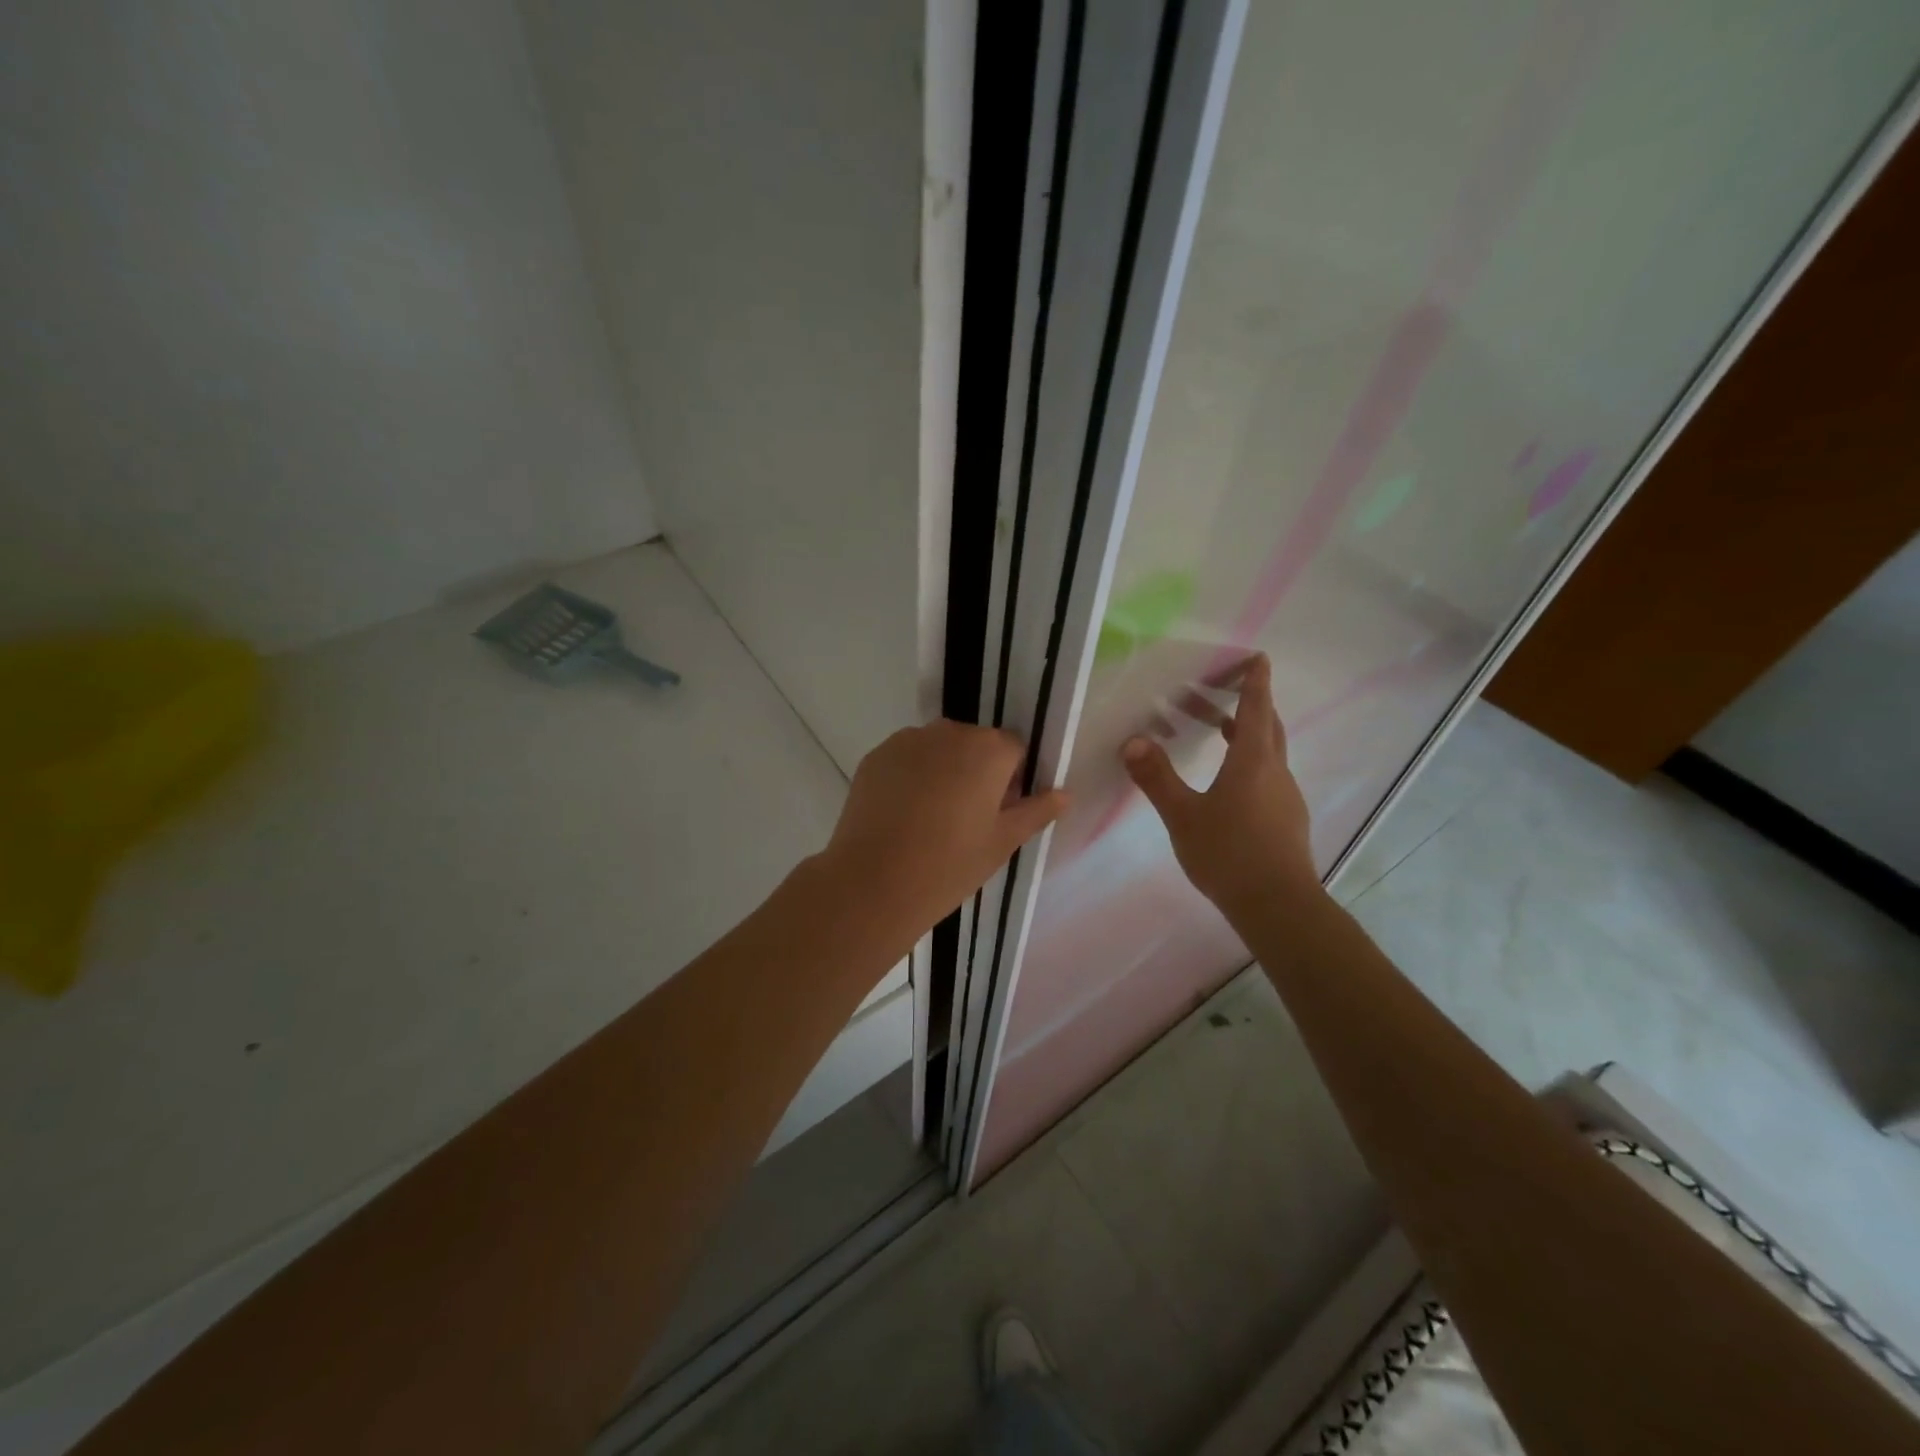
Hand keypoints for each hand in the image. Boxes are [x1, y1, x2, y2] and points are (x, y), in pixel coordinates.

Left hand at [822, 721, 1068, 939]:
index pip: (1014, 750)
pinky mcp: (876, 755)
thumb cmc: (950, 864)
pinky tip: (903, 814)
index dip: (1012, 780)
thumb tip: (1065, 794)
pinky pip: (906, 758)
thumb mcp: (1003, 842)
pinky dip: (911, 776)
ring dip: (943, 770)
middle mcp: (949, 732)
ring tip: (931, 818)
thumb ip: (1037, 811)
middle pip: (975, 744)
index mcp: (988, 749)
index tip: (999, 813)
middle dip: (977, 771)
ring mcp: (907, 740)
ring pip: (938, 749)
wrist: (873, 882)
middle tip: (967, 819)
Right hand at [1120, 654, 1317, 913]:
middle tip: (1226, 692)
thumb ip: (1157, 778)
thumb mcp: (1183, 815)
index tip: (1258, 658)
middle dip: (1250, 704)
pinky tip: (1230, 783)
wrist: (1277, 906)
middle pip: (1268, 727)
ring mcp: (1285, 797)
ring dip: (1248, 735)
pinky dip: (1251, 762)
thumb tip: (1133, 741)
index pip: (1256, 710)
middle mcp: (1275, 772)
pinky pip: (1270, 776)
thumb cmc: (1229, 854)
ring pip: (1270, 753)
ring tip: (1220, 732)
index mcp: (1252, 762)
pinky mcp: (1287, 820)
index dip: (1256, 682)